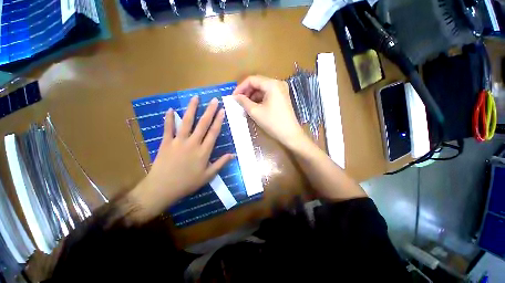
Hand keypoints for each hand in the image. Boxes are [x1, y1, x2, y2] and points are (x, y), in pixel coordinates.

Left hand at [128, 96, 233, 222]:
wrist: (163, 188)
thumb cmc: (188, 183)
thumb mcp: (208, 176)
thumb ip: (221, 163)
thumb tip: (233, 155)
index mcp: (203, 151)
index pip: (213, 133)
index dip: (218, 121)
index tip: (222, 111)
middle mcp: (192, 143)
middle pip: (202, 124)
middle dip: (209, 111)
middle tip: (213, 100)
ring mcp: (178, 141)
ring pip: (186, 122)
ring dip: (191, 109)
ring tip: (195, 98)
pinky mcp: (166, 143)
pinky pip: (168, 129)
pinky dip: (168, 119)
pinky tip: (170, 109)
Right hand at [232, 76, 304, 148]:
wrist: (290, 134)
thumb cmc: (272, 122)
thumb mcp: (255, 111)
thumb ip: (243, 101)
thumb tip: (235, 96)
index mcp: (272, 84)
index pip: (252, 80)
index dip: (240, 87)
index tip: (233, 96)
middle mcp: (278, 83)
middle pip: (258, 83)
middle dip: (246, 92)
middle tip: (239, 101)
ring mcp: (281, 90)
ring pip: (262, 89)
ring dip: (252, 96)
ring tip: (245, 105)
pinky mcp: (282, 97)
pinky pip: (268, 94)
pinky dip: (259, 99)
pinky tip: (254, 106)